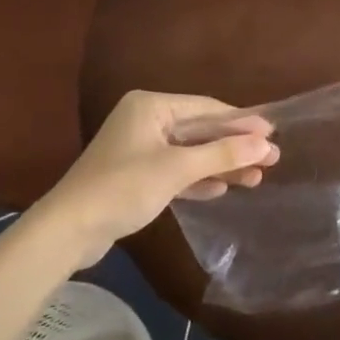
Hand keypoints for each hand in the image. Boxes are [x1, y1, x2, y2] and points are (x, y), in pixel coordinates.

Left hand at [33, 91, 277, 265]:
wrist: (66, 232)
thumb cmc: (123, 188)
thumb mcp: (178, 169)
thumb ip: (224, 154)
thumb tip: (266, 144)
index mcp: (151, 106)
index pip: (207, 108)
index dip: (242, 122)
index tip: (273, 133)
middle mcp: (146, 120)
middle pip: (201, 130)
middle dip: (234, 146)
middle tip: (272, 158)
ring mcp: (140, 149)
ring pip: (191, 153)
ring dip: (221, 165)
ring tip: (256, 177)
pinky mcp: (136, 176)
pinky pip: (177, 170)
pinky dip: (199, 178)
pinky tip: (222, 188)